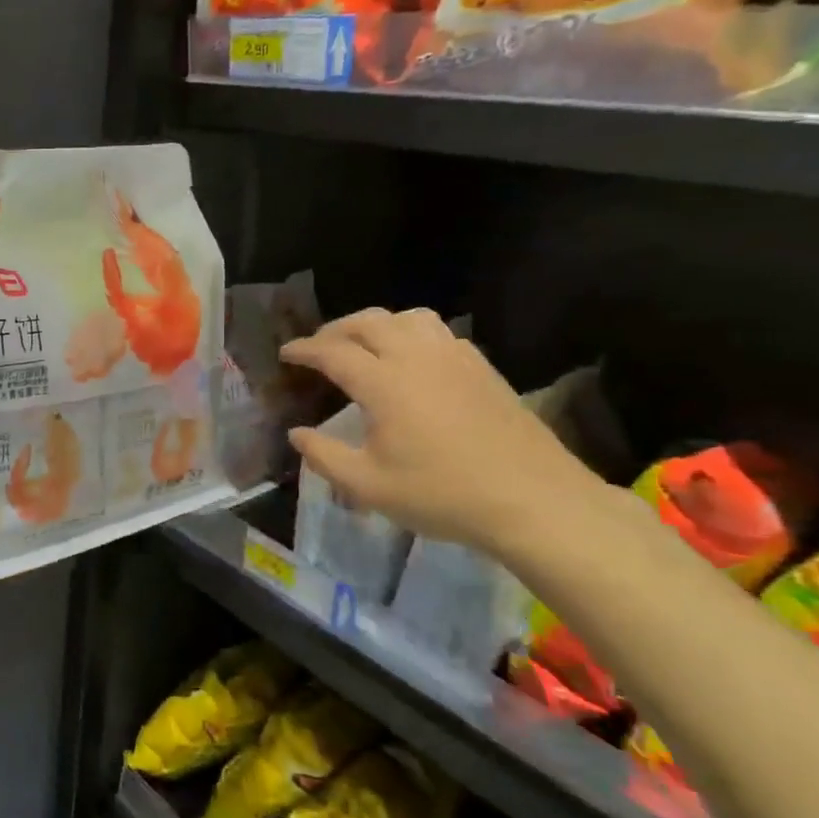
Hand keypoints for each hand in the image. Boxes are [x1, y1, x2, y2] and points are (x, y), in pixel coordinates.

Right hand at [280, 308, 607, 553]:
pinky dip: (411, 333)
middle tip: (318, 347)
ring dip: (376, 324)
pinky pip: (438, 332)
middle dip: (335, 329)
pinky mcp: (481, 367)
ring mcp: (454, 357)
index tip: (286, 353)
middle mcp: (416, 357)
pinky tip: (412, 359)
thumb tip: (297, 434)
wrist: (533, 500)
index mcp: (384, 383)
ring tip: (364, 344)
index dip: (304, 349)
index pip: (333, 351)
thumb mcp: (369, 486)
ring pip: (407, 317)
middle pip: (368, 322)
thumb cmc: (443, 494)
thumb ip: (324, 456)